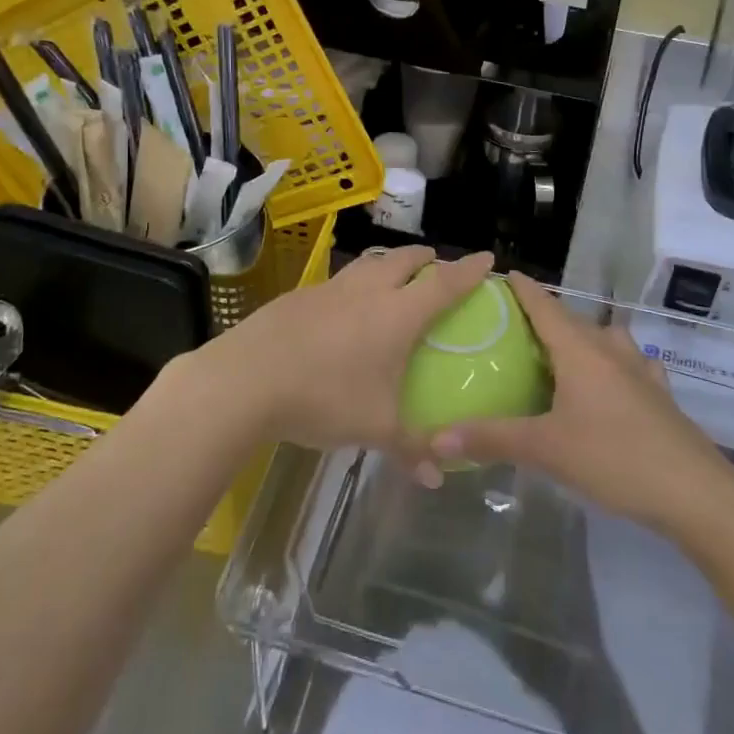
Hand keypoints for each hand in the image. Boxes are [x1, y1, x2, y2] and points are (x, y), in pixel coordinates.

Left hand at [194, 245, 494, 451]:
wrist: (247, 379)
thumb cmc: (324, 398)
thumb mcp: (375, 429)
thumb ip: (411, 449)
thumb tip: (438, 476)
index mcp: (397, 315)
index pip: (444, 283)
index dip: (468, 270)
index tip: (487, 257)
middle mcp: (368, 291)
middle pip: (405, 260)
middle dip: (427, 258)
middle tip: (438, 267)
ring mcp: (330, 289)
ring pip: (369, 264)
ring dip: (389, 264)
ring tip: (394, 276)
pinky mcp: (299, 296)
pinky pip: (338, 281)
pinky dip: (354, 284)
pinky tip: (344, 308)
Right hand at [427, 272, 726, 531]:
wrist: (696, 494)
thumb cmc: (615, 458)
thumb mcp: (546, 449)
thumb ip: (492, 438)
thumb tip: (436, 437)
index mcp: (580, 351)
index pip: (545, 306)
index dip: (523, 289)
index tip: (501, 273)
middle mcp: (610, 351)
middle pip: (574, 322)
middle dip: (545, 317)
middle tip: (514, 325)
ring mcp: (641, 372)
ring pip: (605, 341)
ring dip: (582, 339)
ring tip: (560, 353)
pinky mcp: (660, 396)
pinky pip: (630, 366)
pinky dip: (613, 366)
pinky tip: (612, 382)